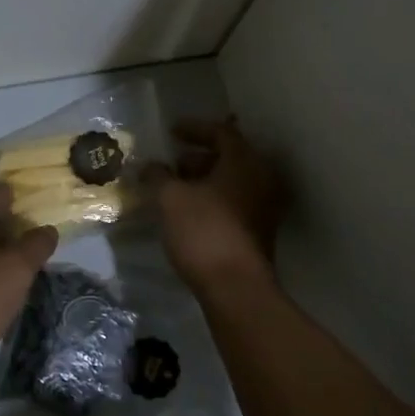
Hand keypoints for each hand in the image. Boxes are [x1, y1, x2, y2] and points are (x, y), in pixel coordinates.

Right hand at [148, 118, 285, 291]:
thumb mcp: (170, 198)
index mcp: (244, 161)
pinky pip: (234, 201)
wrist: (235, 286)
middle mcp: (262, 177)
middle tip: (172, 163)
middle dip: (198, 157)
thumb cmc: (203, 231)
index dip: (194, 128)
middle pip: (229, 156)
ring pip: (232, 181)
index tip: (171, 131)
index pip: (221, 132)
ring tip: (175, 187)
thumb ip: (158, 176)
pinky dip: (212, 198)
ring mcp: (265, 205)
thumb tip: (150, 166)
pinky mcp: (259, 230)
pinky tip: (188, 210)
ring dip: (204, 179)